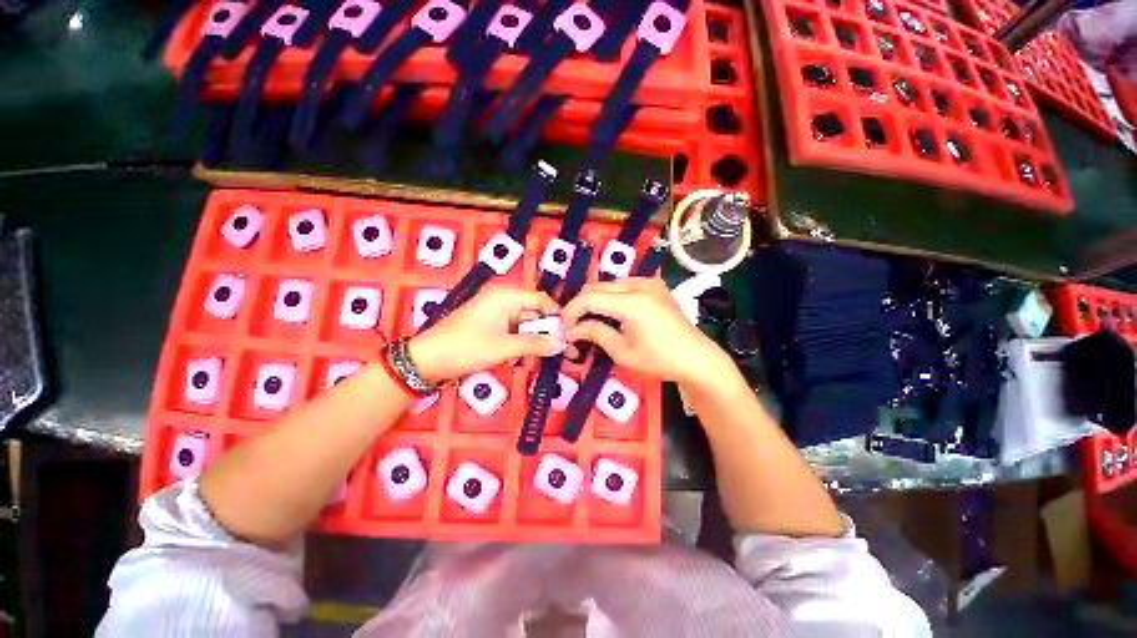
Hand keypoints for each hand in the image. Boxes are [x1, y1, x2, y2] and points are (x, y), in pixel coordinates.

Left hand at [408, 284, 562, 382]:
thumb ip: (535, 344)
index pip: (541, 300)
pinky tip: (526, 360)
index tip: (569, 335)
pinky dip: (521, 345)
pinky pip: (513, 332)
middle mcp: (502, 300)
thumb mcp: (504, 347)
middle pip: (534, 314)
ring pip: (525, 325)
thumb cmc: (465, 348)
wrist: (426, 361)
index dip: (557, 316)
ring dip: (534, 342)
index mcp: (505, 296)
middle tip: (563, 352)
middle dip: (547, 333)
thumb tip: (562, 344)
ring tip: (544, 360)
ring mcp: (495, 314)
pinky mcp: (490, 327)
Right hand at [561, 278, 730, 385]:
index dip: (572, 310)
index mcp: (632, 302)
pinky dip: (612, 295)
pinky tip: (612, 311)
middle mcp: (639, 285)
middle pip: (597, 287)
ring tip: (592, 318)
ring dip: (596, 298)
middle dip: (581, 304)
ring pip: (610, 283)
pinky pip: (625, 284)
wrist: (695, 357)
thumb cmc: (658, 359)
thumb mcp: (622, 352)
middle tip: (575, 324)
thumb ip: (596, 334)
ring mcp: (649, 282)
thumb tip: (573, 329)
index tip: (565, 326)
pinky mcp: (655, 285)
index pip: (589, 297)